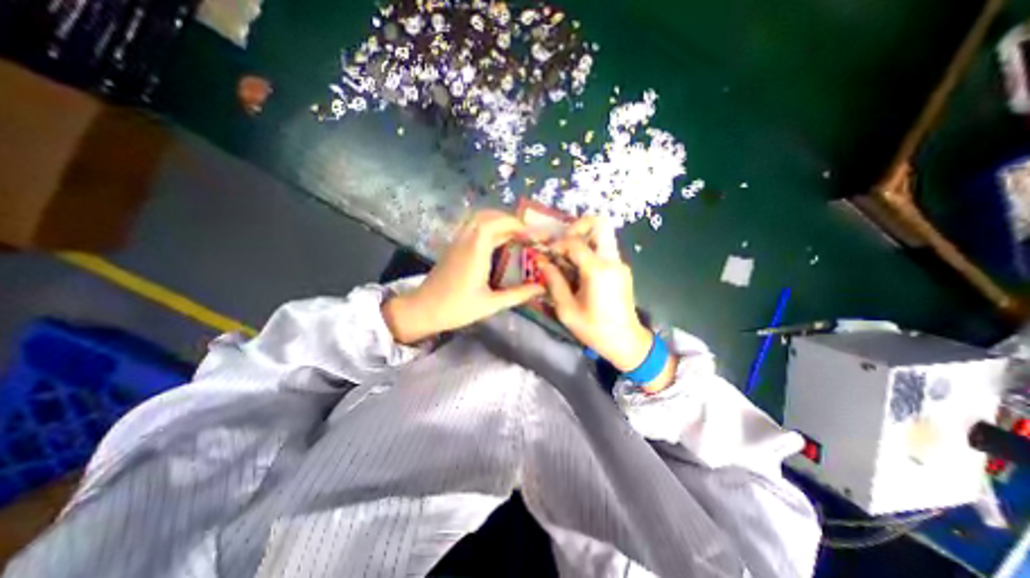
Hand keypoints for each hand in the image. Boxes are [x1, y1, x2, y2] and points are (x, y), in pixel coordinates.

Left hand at [381, 210, 547, 342]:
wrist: (423, 310)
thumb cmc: (457, 308)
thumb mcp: (491, 304)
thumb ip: (518, 294)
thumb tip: (541, 288)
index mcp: (475, 251)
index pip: (495, 223)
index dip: (514, 223)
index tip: (530, 233)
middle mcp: (465, 240)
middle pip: (486, 216)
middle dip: (507, 219)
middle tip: (524, 233)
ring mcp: (456, 242)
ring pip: (477, 220)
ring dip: (496, 222)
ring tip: (513, 235)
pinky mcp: (452, 247)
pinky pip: (471, 228)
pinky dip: (486, 228)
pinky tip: (495, 243)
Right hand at [540, 218, 676, 391]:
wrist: (626, 342)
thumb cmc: (594, 329)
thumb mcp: (567, 309)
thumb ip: (554, 282)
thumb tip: (541, 261)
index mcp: (598, 270)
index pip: (575, 242)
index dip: (558, 244)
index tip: (548, 255)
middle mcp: (612, 261)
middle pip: (600, 224)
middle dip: (578, 227)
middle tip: (563, 243)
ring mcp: (620, 264)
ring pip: (603, 235)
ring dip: (583, 239)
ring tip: (567, 257)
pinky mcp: (622, 269)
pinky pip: (605, 249)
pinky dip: (590, 250)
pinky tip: (578, 269)